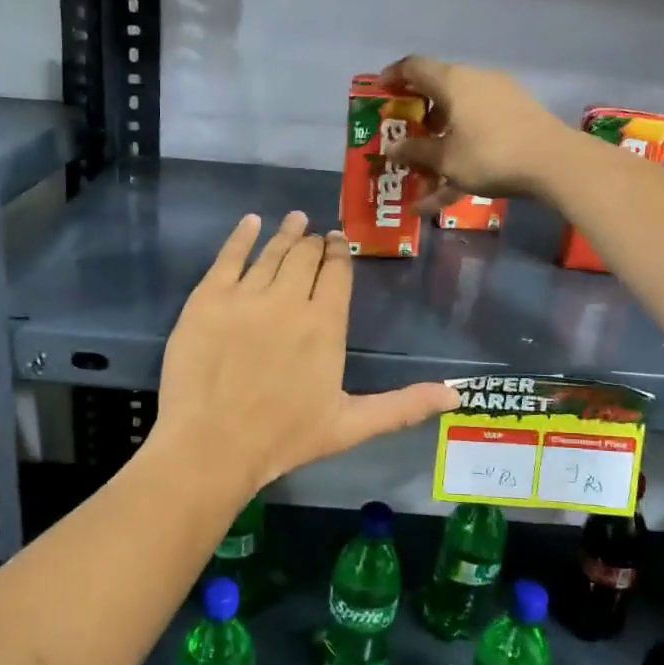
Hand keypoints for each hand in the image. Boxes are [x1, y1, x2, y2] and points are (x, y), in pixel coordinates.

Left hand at [153, 212, 458, 491]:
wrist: (212, 445)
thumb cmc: (283, 439)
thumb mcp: (350, 426)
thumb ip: (402, 406)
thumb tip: (456, 396)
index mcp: (325, 324)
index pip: (337, 273)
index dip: (339, 253)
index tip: (338, 242)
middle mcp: (289, 299)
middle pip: (305, 256)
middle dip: (313, 242)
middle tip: (315, 234)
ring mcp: (246, 295)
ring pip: (271, 252)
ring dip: (286, 232)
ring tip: (295, 219)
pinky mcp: (207, 298)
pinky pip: (228, 256)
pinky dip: (241, 236)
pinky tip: (250, 222)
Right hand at [379, 56, 573, 201]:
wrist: (554, 163)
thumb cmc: (489, 154)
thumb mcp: (445, 159)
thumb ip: (416, 153)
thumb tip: (392, 148)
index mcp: (454, 82)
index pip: (415, 67)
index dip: (394, 76)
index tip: (381, 89)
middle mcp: (476, 82)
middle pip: (439, 93)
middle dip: (418, 118)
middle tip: (402, 137)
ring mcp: (500, 101)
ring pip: (459, 119)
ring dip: (439, 144)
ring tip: (423, 174)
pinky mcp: (517, 120)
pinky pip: (479, 134)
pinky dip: (462, 156)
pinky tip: (447, 194)